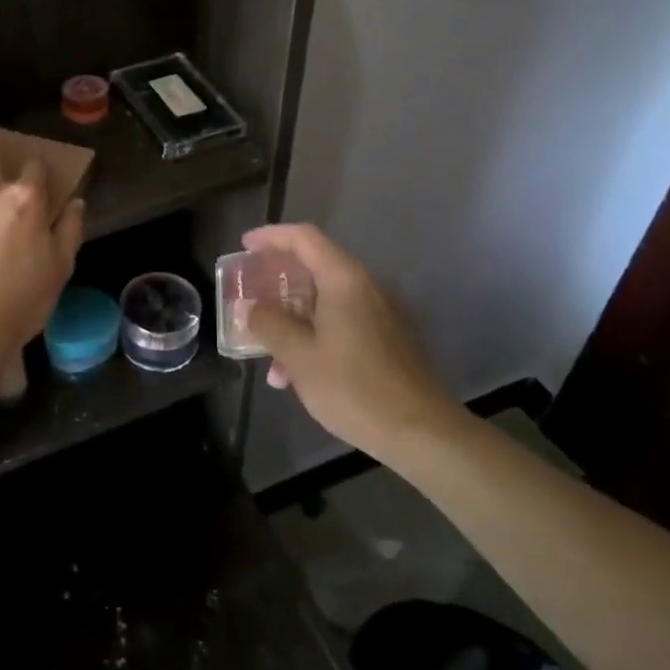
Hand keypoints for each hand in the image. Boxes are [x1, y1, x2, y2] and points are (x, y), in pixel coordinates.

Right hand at [243, 223, 463, 453]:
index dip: (271, 236)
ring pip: (325, 301)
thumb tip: (251, 307)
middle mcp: (365, 287)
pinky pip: (342, 321)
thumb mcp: (300, 357)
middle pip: (314, 266)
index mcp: (344, 280)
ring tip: (269, 356)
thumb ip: (270, 324)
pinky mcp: (388, 339)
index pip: (304, 238)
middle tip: (250, 296)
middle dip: (277, 283)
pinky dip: (314, 335)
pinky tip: (297, 374)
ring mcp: (380, 313)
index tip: (244, 246)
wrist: (424, 434)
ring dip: (293, 319)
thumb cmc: (355, 388)